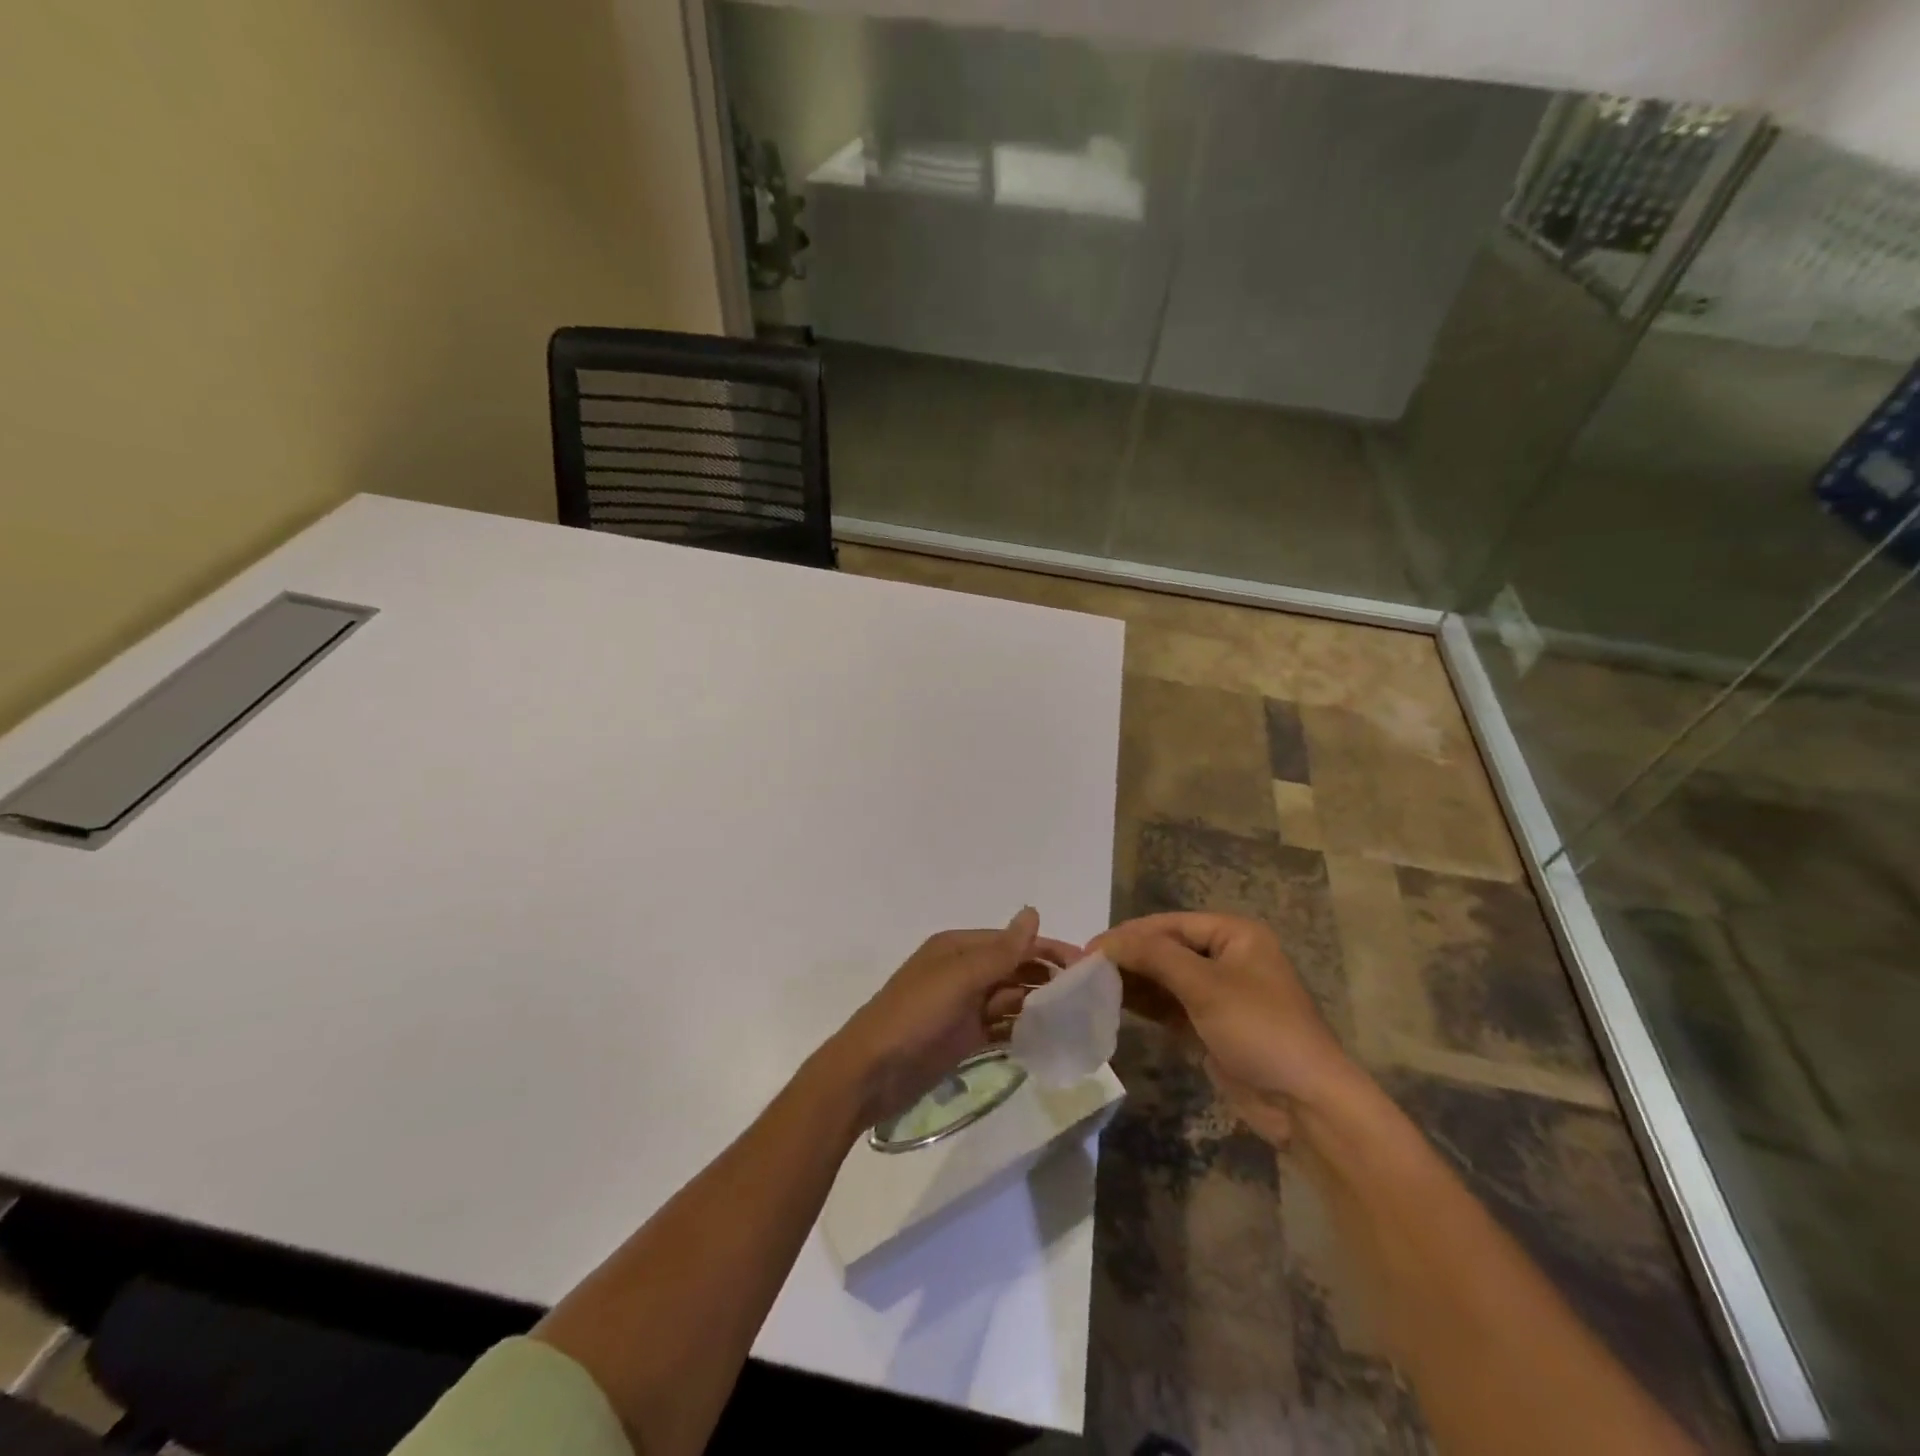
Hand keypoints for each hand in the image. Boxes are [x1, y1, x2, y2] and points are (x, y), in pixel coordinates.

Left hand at [828, 908, 1080, 1127]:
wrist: (869, 1074)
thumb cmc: (914, 1017)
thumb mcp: (958, 979)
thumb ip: (1000, 951)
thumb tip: (1033, 912)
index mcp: (958, 949)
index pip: (1012, 942)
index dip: (1047, 949)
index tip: (1086, 965)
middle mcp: (962, 972)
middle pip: (1013, 969)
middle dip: (1047, 978)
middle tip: (1088, 997)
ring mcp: (962, 1007)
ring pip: (1010, 999)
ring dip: (1039, 1005)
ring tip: (1077, 1019)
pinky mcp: (963, 1039)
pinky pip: (1001, 1028)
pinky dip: (1022, 1031)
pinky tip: (1049, 1040)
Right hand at [1094, 912, 1361, 1146]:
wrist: (1306, 1104)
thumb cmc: (1260, 1030)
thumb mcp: (1205, 986)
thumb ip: (1154, 957)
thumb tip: (1107, 942)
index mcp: (1235, 935)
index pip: (1170, 924)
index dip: (1129, 934)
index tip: (1090, 949)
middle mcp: (1227, 957)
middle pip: (1166, 948)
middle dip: (1129, 957)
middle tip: (1085, 969)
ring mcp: (1219, 994)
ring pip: (1166, 978)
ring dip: (1134, 980)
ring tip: (1092, 986)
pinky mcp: (1211, 1026)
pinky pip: (1171, 1005)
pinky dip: (1146, 1003)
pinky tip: (1115, 1004)